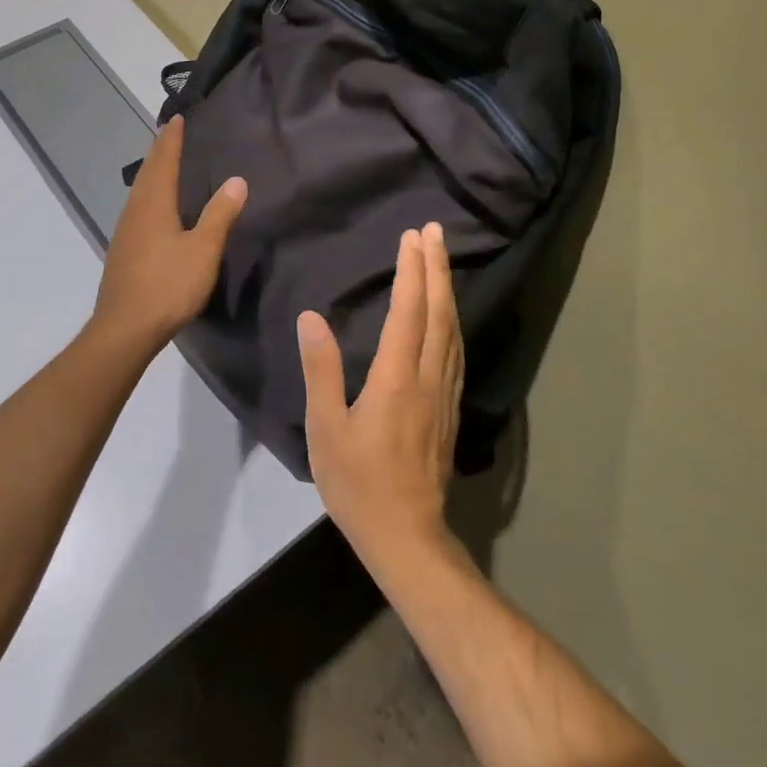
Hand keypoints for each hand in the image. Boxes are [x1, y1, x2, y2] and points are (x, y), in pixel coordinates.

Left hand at [89, 117, 246, 359]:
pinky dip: (147, 195)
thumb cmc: (168, 285)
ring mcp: (125, 232)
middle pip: (147, 173)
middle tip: (169, 134)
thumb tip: (237, 180)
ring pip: (138, 191)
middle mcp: (135, 211)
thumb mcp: (203, 250)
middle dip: (159, 152)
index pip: (163, 162)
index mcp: (154, 205)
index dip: (171, 140)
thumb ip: (220, 214)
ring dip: (151, 173)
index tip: (176, 119)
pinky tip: (152, 208)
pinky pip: (136, 209)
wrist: (125, 328)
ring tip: (162, 164)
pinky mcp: (122, 251)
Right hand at [298, 222, 464, 575]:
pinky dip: (451, 320)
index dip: (411, 271)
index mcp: (396, 377)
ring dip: (447, 289)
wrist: (406, 535)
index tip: (412, 237)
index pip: (408, 311)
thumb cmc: (358, 482)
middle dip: (437, 267)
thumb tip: (312, 318)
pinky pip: (455, 350)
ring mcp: (444, 392)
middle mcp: (427, 376)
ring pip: (452, 329)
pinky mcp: (449, 408)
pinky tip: (448, 315)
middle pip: (438, 311)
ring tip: (441, 260)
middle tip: (435, 232)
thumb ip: (321, 370)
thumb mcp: (325, 428)